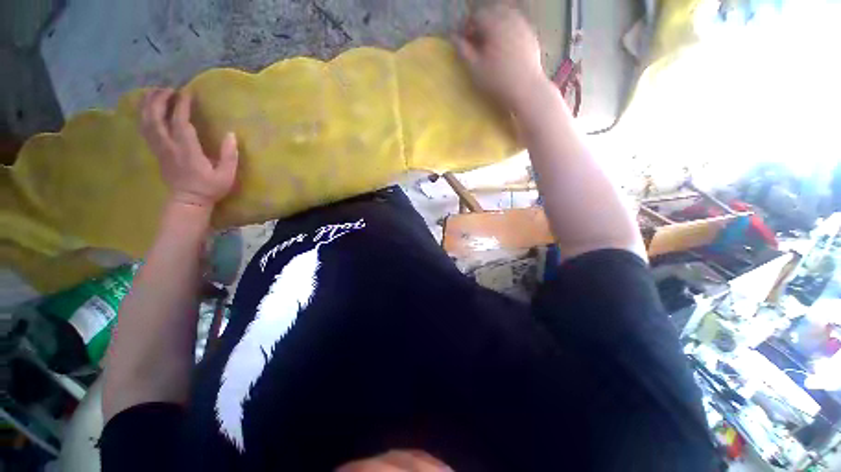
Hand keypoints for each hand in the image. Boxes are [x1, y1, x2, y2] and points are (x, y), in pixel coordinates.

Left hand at [140, 89, 238, 209]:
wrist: (188, 201)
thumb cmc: (210, 188)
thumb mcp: (226, 175)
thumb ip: (229, 155)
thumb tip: (231, 135)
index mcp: (187, 150)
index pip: (180, 122)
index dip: (182, 105)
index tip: (188, 92)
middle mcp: (169, 146)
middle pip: (156, 117)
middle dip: (160, 99)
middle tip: (169, 88)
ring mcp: (160, 148)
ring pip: (146, 121)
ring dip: (149, 104)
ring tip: (156, 92)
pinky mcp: (156, 151)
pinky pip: (145, 129)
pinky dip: (144, 115)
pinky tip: (149, 108)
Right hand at [453, 4, 548, 112]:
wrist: (526, 89)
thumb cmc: (497, 81)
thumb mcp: (475, 68)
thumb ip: (463, 50)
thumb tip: (453, 38)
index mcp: (494, 24)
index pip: (477, 16)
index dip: (467, 26)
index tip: (463, 40)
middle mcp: (509, 19)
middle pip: (492, 12)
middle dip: (482, 23)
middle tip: (476, 40)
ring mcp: (523, 26)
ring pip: (506, 17)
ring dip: (495, 26)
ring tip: (490, 44)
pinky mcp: (531, 36)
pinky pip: (517, 26)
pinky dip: (507, 32)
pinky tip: (504, 48)